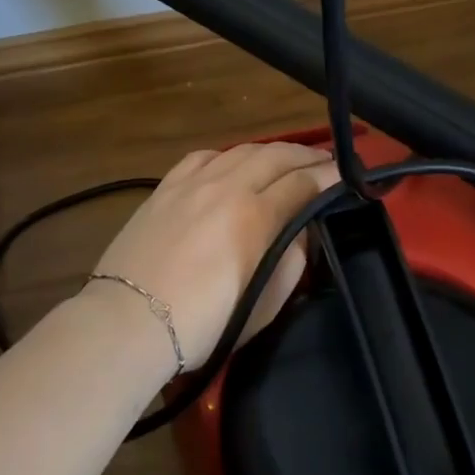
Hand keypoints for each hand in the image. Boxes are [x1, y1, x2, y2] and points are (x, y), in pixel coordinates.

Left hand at [87, 142, 341, 370]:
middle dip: (306, 156)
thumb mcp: (264, 304)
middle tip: (325, 162)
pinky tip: (233, 163)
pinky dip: (228, 155)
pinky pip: (204, 157)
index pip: (302, 183)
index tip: (346, 176)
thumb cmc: (203, 324)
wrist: (129, 322)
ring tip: (286, 159)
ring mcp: (192, 183)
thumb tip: (301, 233)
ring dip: (271, 152)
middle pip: (276, 156)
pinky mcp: (165, 188)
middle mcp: (226, 187)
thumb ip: (292, 263)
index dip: (328, 177)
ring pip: (241, 151)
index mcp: (254, 216)